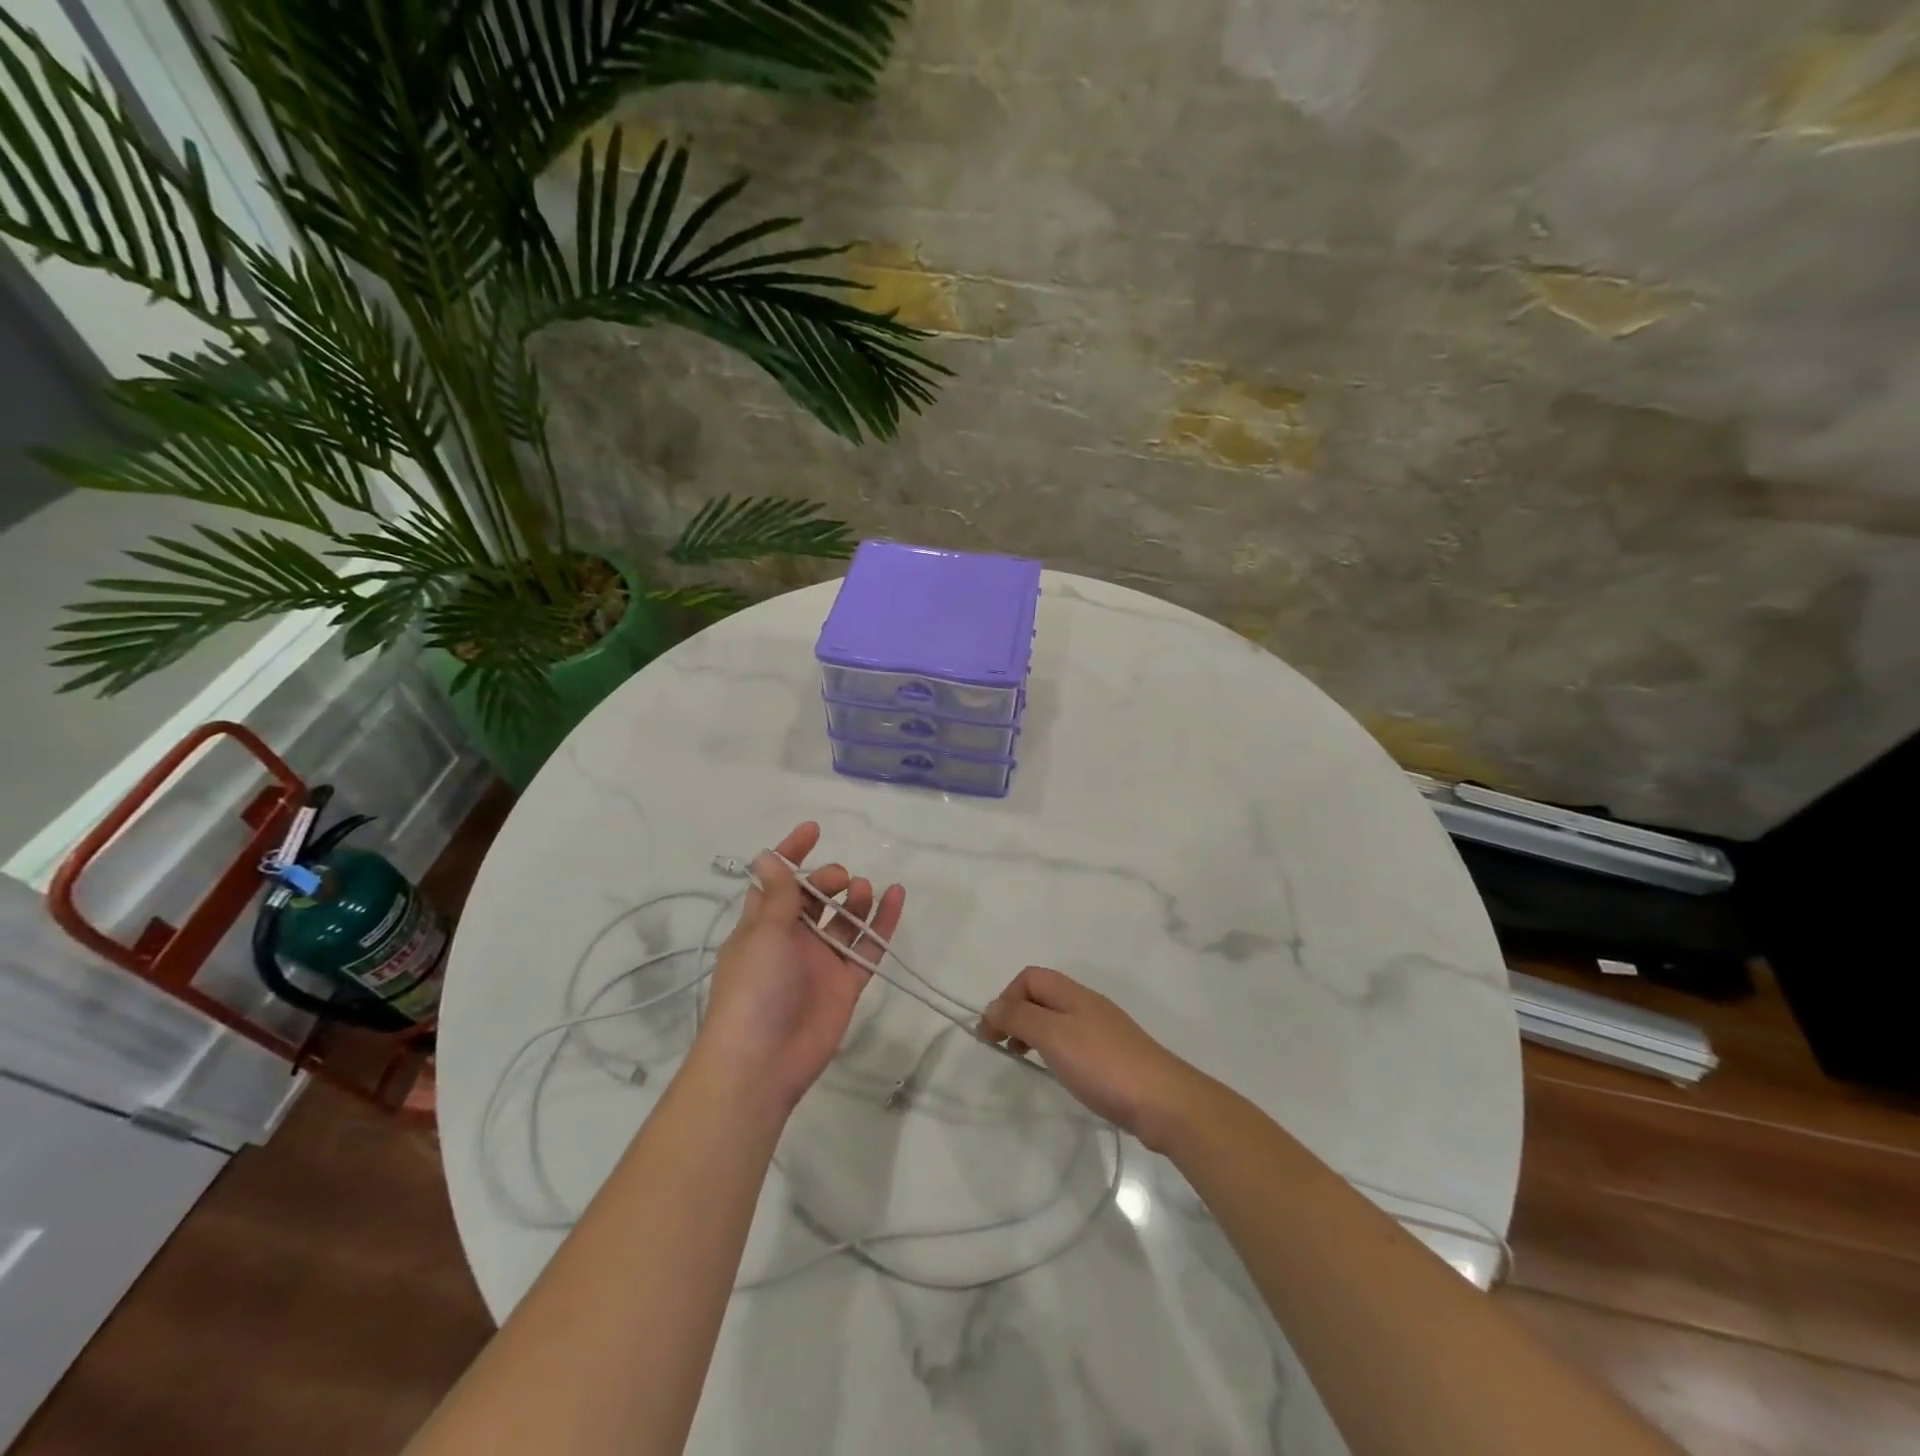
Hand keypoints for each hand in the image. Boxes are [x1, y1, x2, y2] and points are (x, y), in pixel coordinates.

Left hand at [695, 821, 904, 1115]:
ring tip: (863, 890)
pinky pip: (868, 946)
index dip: (791, 854)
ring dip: (855, 898)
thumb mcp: (763, 934)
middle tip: (840, 880)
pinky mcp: (846, 983)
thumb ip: (778, 896)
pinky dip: (883, 923)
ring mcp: (821, 962)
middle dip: (828, 880)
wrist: (762, 1062)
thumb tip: (767, 856)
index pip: (777, 881)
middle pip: (814, 899)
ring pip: (844, 920)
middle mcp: (791, 940)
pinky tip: (897, 897)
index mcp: (762, 926)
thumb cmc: (753, 989)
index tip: (814, 830)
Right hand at [976, 966, 1212, 1151]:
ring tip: (1024, 1059)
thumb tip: (991, 1007)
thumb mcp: (1053, 1036)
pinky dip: (1054, 1049)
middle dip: (1016, 1014)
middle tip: (1002, 1046)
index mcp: (1073, 993)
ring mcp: (1103, 1030)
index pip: (1029, 977)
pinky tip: (1057, 1072)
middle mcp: (1087, 1004)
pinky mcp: (1113, 1056)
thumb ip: (1019, 1018)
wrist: (1164, 1102)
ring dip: (1033, 1032)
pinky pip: (1073, 1041)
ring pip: (1057, 1019)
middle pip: (1042, 995)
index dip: (1006, 998)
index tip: (992, 1033)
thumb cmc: (1103, 1065)